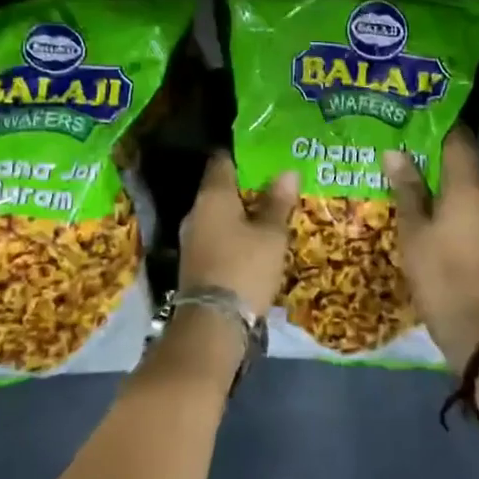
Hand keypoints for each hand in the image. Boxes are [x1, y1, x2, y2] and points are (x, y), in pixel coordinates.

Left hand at [178, 155, 297, 320]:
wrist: (213, 324)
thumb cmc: (244, 268)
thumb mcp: (271, 235)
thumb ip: (278, 202)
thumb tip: (287, 171)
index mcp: (212, 196)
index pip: (222, 161)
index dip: (242, 155)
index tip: (263, 154)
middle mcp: (196, 212)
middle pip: (220, 189)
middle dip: (246, 187)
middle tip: (274, 185)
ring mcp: (191, 239)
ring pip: (218, 215)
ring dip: (240, 214)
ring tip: (269, 214)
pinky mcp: (194, 263)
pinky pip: (216, 237)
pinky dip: (234, 236)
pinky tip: (254, 243)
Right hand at [386, 129, 478, 368]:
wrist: (476, 326)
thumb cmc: (440, 272)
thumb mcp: (413, 229)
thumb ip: (406, 188)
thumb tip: (395, 152)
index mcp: (466, 186)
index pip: (458, 139)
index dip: (438, 123)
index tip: (413, 113)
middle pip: (461, 159)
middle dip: (433, 148)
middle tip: (400, 138)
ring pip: (463, 183)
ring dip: (438, 174)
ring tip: (405, 166)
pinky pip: (465, 203)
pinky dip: (445, 196)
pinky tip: (422, 201)